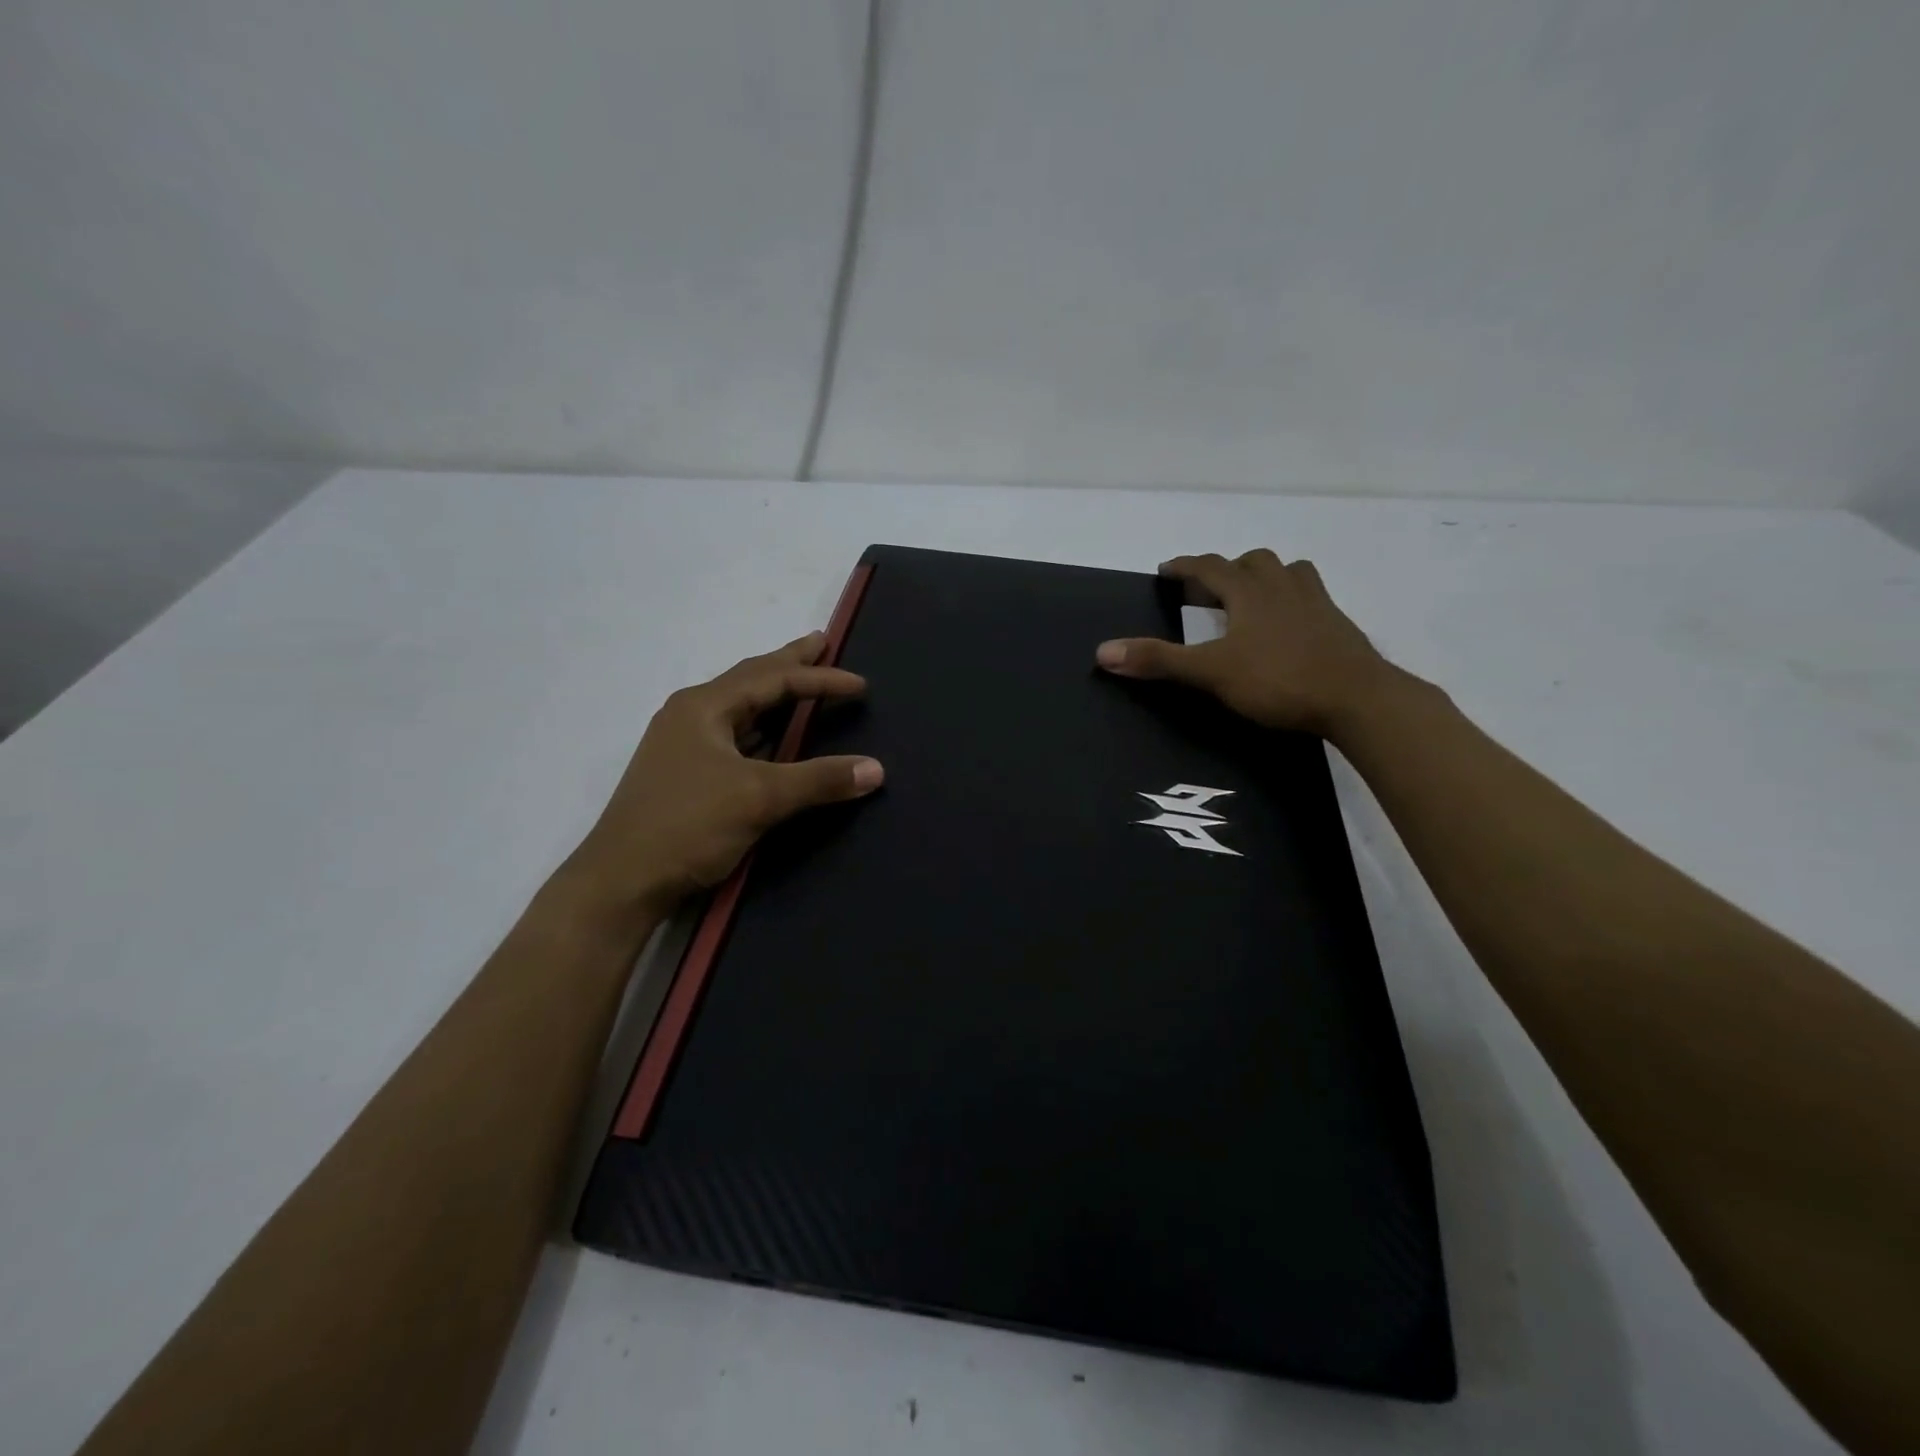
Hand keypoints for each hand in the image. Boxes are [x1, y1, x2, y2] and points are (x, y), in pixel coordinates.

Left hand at [564, 632, 882, 921]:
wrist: (621, 881)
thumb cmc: (688, 826)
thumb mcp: (759, 798)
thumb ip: (819, 780)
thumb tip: (876, 769)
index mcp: (703, 707)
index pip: (772, 680)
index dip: (819, 678)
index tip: (861, 684)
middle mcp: (691, 716)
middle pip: (751, 680)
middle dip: (789, 663)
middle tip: (822, 642)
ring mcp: (684, 745)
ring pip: (741, 709)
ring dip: (775, 696)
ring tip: (804, 684)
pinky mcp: (686, 774)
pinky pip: (734, 736)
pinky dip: (763, 728)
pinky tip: (775, 735)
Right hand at [1095, 550, 1394, 737]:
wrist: (1358, 698)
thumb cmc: (1279, 680)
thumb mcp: (1211, 672)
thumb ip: (1159, 661)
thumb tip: (1103, 651)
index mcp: (1250, 593)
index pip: (1211, 567)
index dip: (1186, 566)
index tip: (1167, 568)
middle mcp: (1284, 588)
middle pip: (1254, 562)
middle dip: (1227, 569)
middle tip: (1209, 590)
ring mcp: (1317, 604)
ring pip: (1289, 573)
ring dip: (1265, 577)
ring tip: (1252, 598)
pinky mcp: (1338, 626)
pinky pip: (1311, 598)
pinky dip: (1292, 601)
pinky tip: (1289, 626)